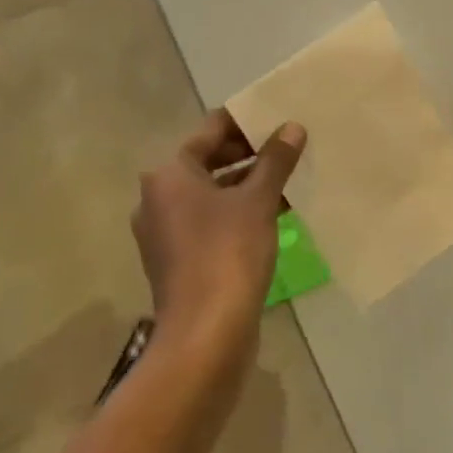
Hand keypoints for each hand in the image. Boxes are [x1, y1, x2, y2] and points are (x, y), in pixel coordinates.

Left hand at [132, 110, 305, 373]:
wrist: (205, 334)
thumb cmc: (227, 253)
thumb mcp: (257, 201)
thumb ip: (275, 160)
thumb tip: (293, 127)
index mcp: (170, 174)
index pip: (211, 130)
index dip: (246, 121)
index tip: (280, 118)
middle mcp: (159, 197)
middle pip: (208, 160)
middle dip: (250, 154)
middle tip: (289, 147)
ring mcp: (166, 231)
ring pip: (212, 193)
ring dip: (247, 184)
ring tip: (288, 178)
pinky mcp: (178, 259)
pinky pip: (211, 220)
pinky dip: (238, 212)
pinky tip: (275, 213)